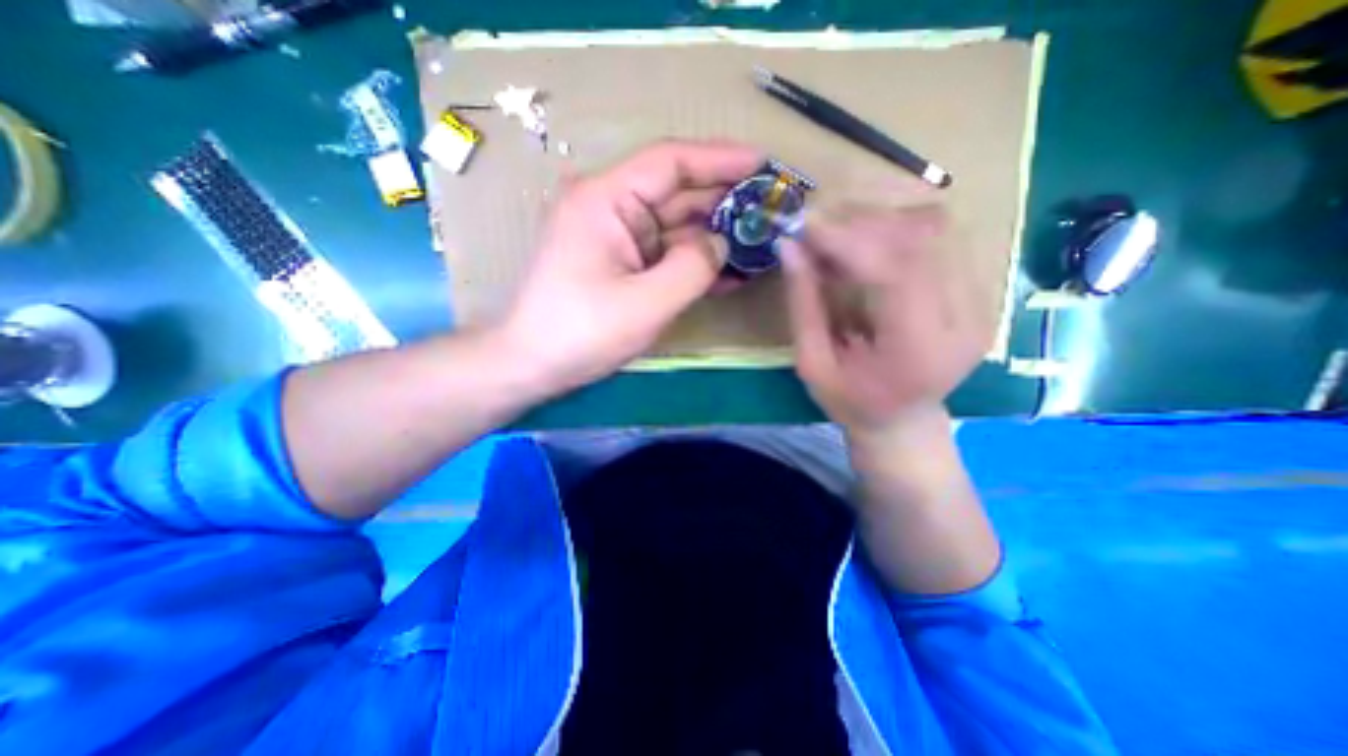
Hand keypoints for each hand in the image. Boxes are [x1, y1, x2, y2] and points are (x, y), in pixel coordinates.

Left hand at [495, 138, 767, 394]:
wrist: (534, 364)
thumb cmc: (581, 332)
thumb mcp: (646, 303)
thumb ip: (693, 267)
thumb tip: (721, 243)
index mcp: (606, 200)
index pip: (670, 162)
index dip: (720, 159)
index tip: (763, 163)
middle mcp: (610, 209)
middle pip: (677, 194)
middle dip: (725, 203)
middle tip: (771, 210)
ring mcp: (617, 239)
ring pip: (676, 228)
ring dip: (715, 238)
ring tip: (760, 243)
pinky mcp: (622, 264)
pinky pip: (666, 255)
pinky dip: (695, 263)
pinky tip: (730, 273)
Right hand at [787, 205, 992, 432]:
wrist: (904, 421)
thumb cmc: (850, 402)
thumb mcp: (812, 364)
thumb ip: (803, 304)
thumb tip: (789, 246)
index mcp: (918, 352)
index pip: (895, 272)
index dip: (848, 240)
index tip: (804, 226)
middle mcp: (965, 321)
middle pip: (922, 239)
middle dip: (861, 224)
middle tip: (817, 230)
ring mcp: (982, 302)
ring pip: (937, 228)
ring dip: (880, 221)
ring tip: (839, 238)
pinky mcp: (980, 289)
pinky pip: (942, 236)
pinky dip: (897, 229)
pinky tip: (866, 246)